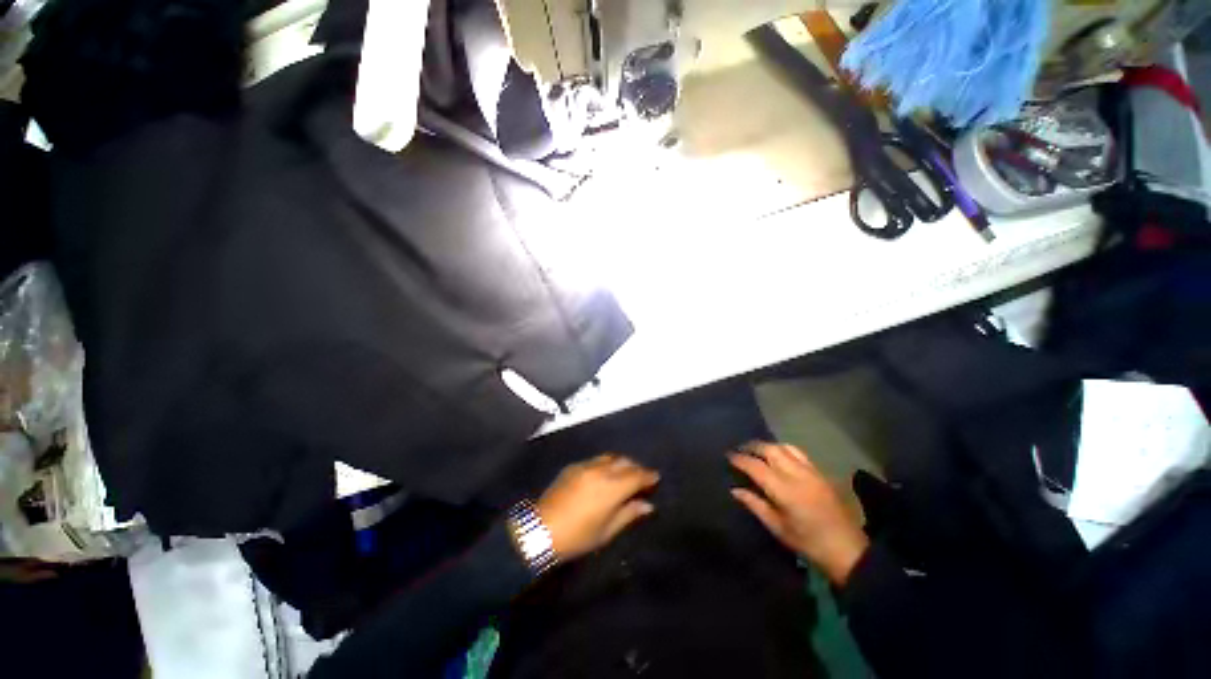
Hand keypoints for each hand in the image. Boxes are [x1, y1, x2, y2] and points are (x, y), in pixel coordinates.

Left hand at [536, 454, 659, 560]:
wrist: (541, 530)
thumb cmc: (577, 537)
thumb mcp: (607, 531)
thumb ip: (629, 514)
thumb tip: (647, 505)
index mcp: (611, 487)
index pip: (636, 475)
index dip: (648, 476)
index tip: (656, 477)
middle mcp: (600, 470)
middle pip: (625, 462)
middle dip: (636, 467)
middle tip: (642, 477)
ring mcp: (585, 466)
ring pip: (610, 457)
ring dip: (621, 463)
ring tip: (625, 473)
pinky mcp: (573, 466)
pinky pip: (595, 460)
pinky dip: (606, 464)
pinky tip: (604, 474)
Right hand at [730, 442, 869, 584]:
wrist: (847, 550)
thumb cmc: (808, 543)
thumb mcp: (777, 528)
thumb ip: (755, 505)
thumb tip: (735, 489)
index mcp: (784, 490)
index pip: (755, 466)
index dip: (740, 459)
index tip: (728, 456)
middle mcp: (796, 474)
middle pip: (770, 449)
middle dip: (752, 446)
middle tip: (740, 450)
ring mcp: (810, 471)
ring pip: (784, 447)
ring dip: (768, 445)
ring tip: (757, 451)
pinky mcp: (820, 473)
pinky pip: (798, 452)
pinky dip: (783, 449)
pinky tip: (779, 456)